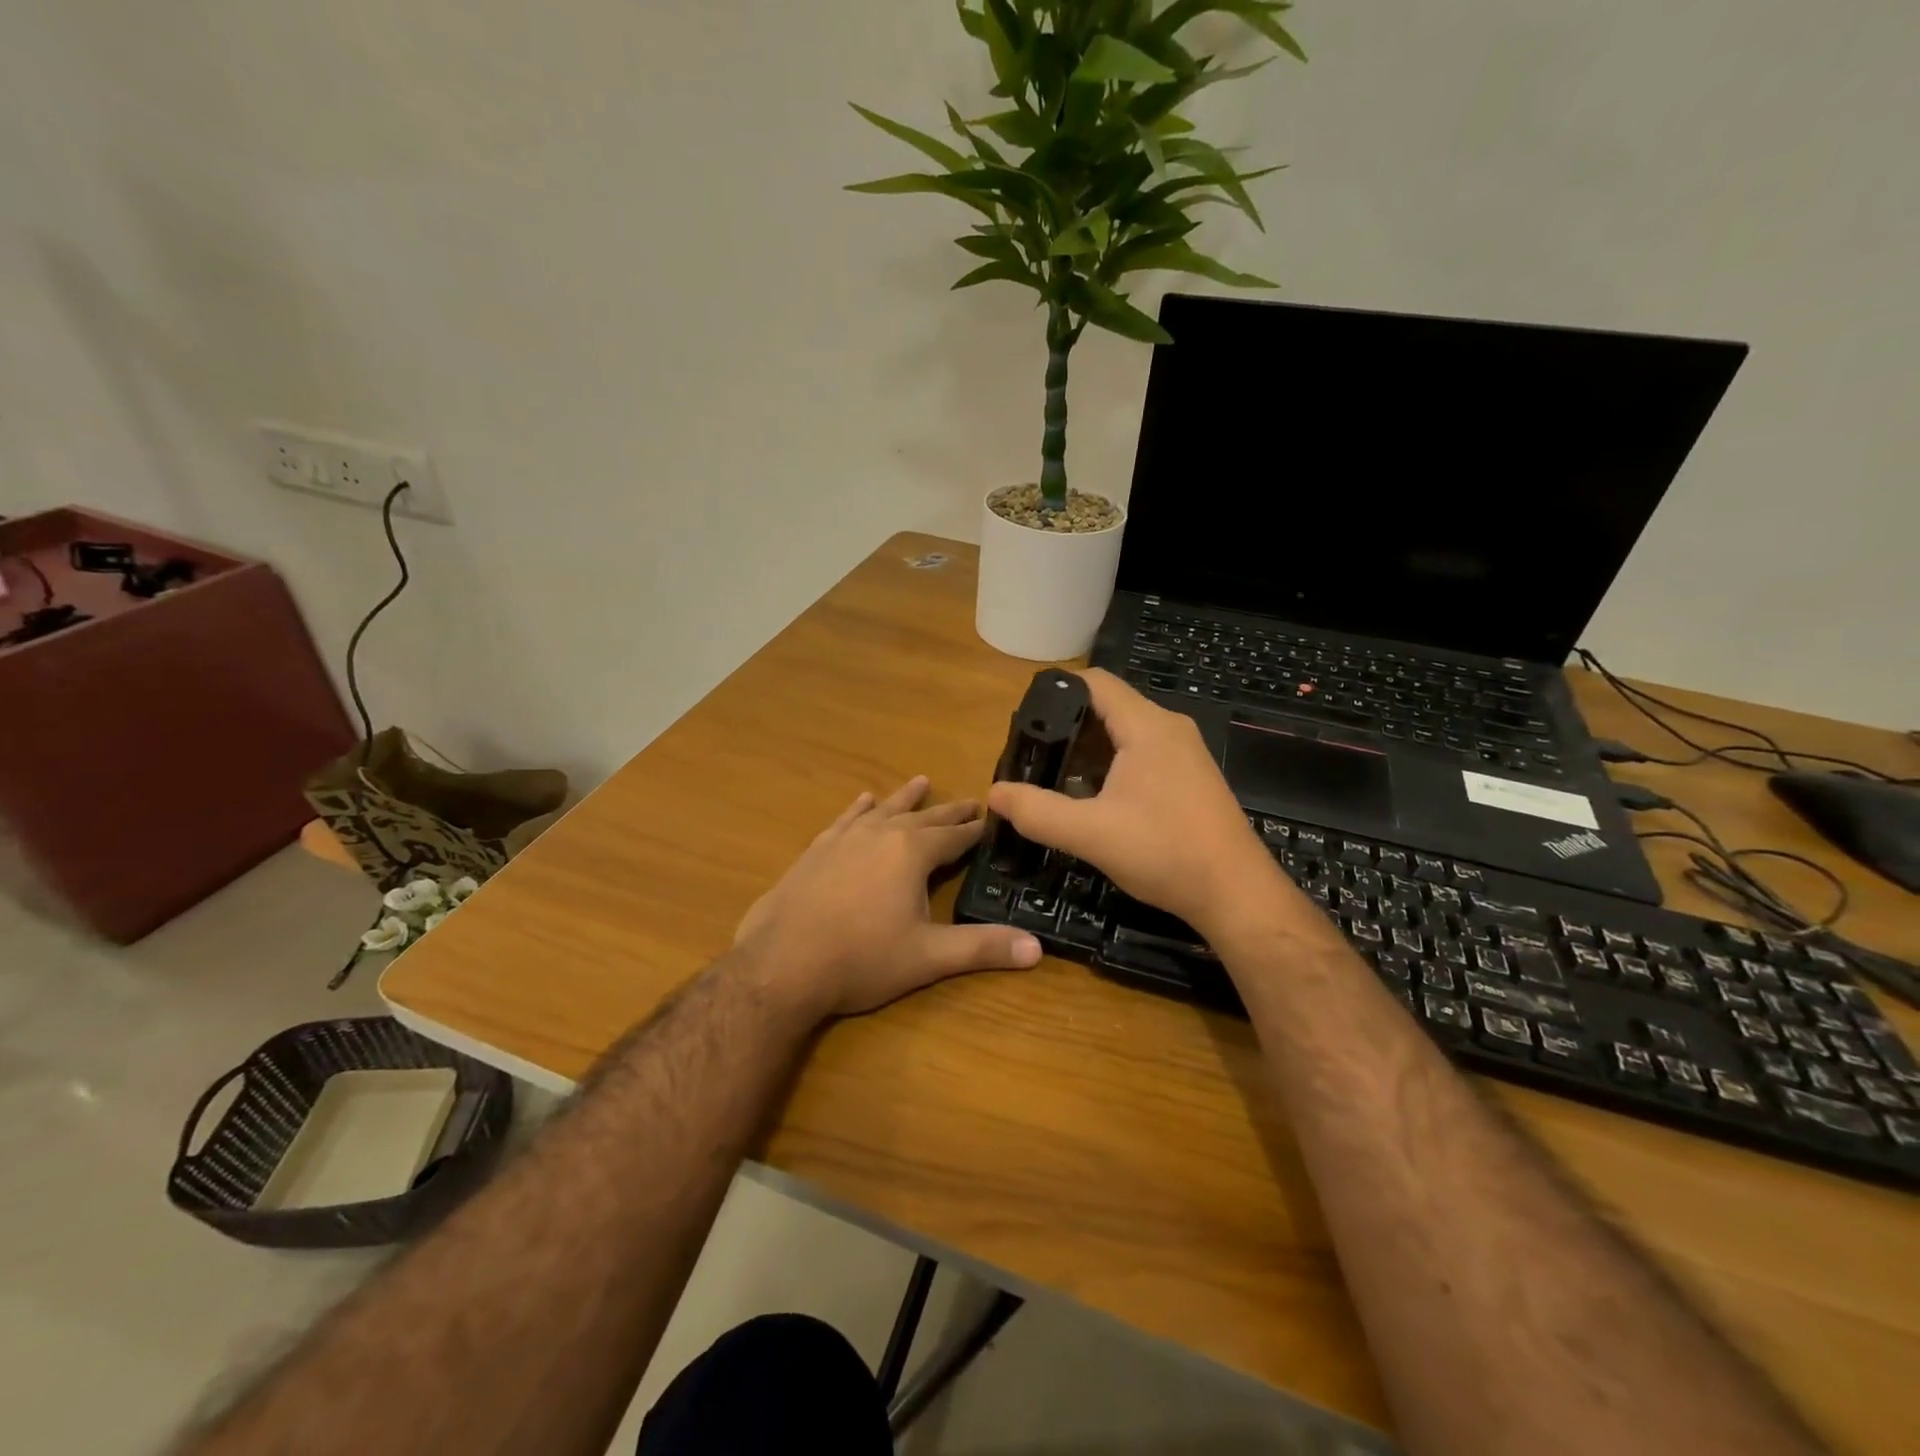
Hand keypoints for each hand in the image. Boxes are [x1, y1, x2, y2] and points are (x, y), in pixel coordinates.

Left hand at [734, 776, 1042, 1019]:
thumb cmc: (861, 959)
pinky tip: (863, 801)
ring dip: (905, 798)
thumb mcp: (928, 957)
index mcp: (912, 853)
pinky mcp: (816, 850)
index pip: (954, 837)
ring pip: (884, 810)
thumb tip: (1037, 948)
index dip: (975, 831)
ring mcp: (845, 839)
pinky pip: (845, 819)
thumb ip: (982, 948)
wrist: (781, 964)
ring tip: (921, 781)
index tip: (993, 820)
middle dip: (948, 811)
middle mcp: (881, 835)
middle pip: (923, 818)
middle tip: (969, 801)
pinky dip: (859, 809)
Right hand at [986, 668, 1287, 937]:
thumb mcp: (1091, 834)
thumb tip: (994, 794)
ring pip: (1125, 732)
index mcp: (1147, 726)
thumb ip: (1038, 812)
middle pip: (1108, 706)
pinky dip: (1112, 764)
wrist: (1236, 894)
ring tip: (1054, 775)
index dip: (1056, 691)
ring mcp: (1184, 753)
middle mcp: (1169, 728)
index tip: (1025, 720)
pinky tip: (1094, 796)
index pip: (1095, 682)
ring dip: (1089, 748)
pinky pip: (1142, 753)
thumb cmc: (1165, 853)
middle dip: (1067, 724)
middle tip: (1032, 753)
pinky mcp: (1190, 777)